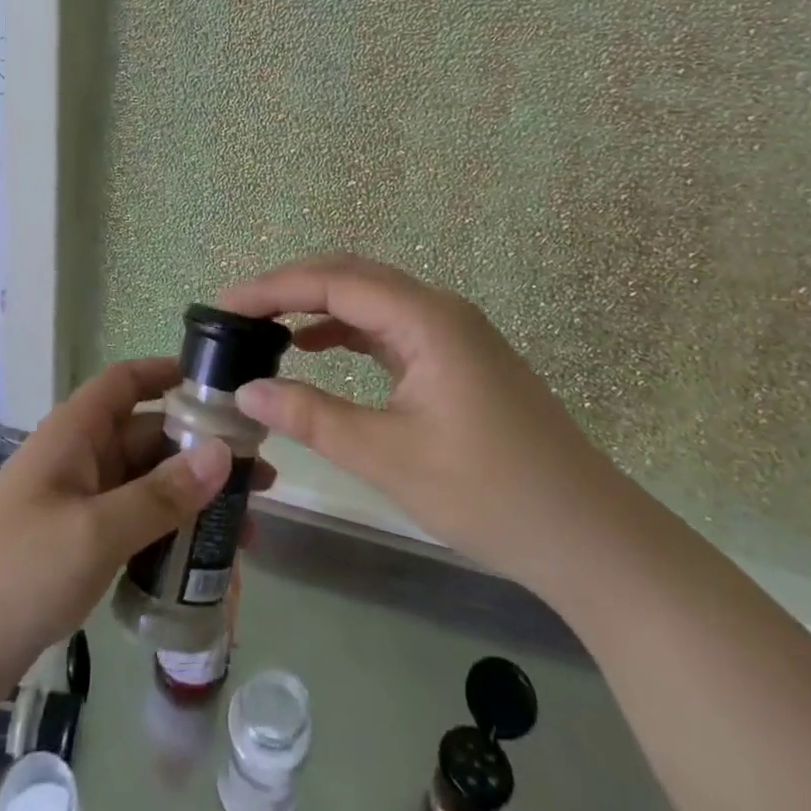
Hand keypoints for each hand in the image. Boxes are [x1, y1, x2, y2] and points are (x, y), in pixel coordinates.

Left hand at [0, 356, 269, 726]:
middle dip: (201, 452)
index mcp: (74, 435)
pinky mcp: (70, 556)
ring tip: (248, 529)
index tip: (222, 384)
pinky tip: (201, 568)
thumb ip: (159, 496)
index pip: (126, 382)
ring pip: (144, 490)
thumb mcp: (92, 532)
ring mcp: (73, 511)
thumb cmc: (8, 573)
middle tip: (261, 476)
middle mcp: (77, 463)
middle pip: (147, 439)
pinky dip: (165, 542)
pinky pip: (129, 532)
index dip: (169, 372)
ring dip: (191, 502)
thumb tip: (222, 452)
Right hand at [218, 254, 623, 591]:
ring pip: (371, 297)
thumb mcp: (389, 457)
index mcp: (426, 319)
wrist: (587, 535)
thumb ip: (314, 417)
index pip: (334, 282)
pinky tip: (315, 348)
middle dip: (291, 286)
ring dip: (318, 304)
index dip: (274, 288)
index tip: (223, 305)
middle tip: (238, 311)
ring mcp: (451, 331)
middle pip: (352, 276)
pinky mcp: (455, 356)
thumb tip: (247, 388)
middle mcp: (439, 309)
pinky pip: (388, 325)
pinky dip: (346, 329)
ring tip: (265, 325)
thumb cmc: (489, 493)